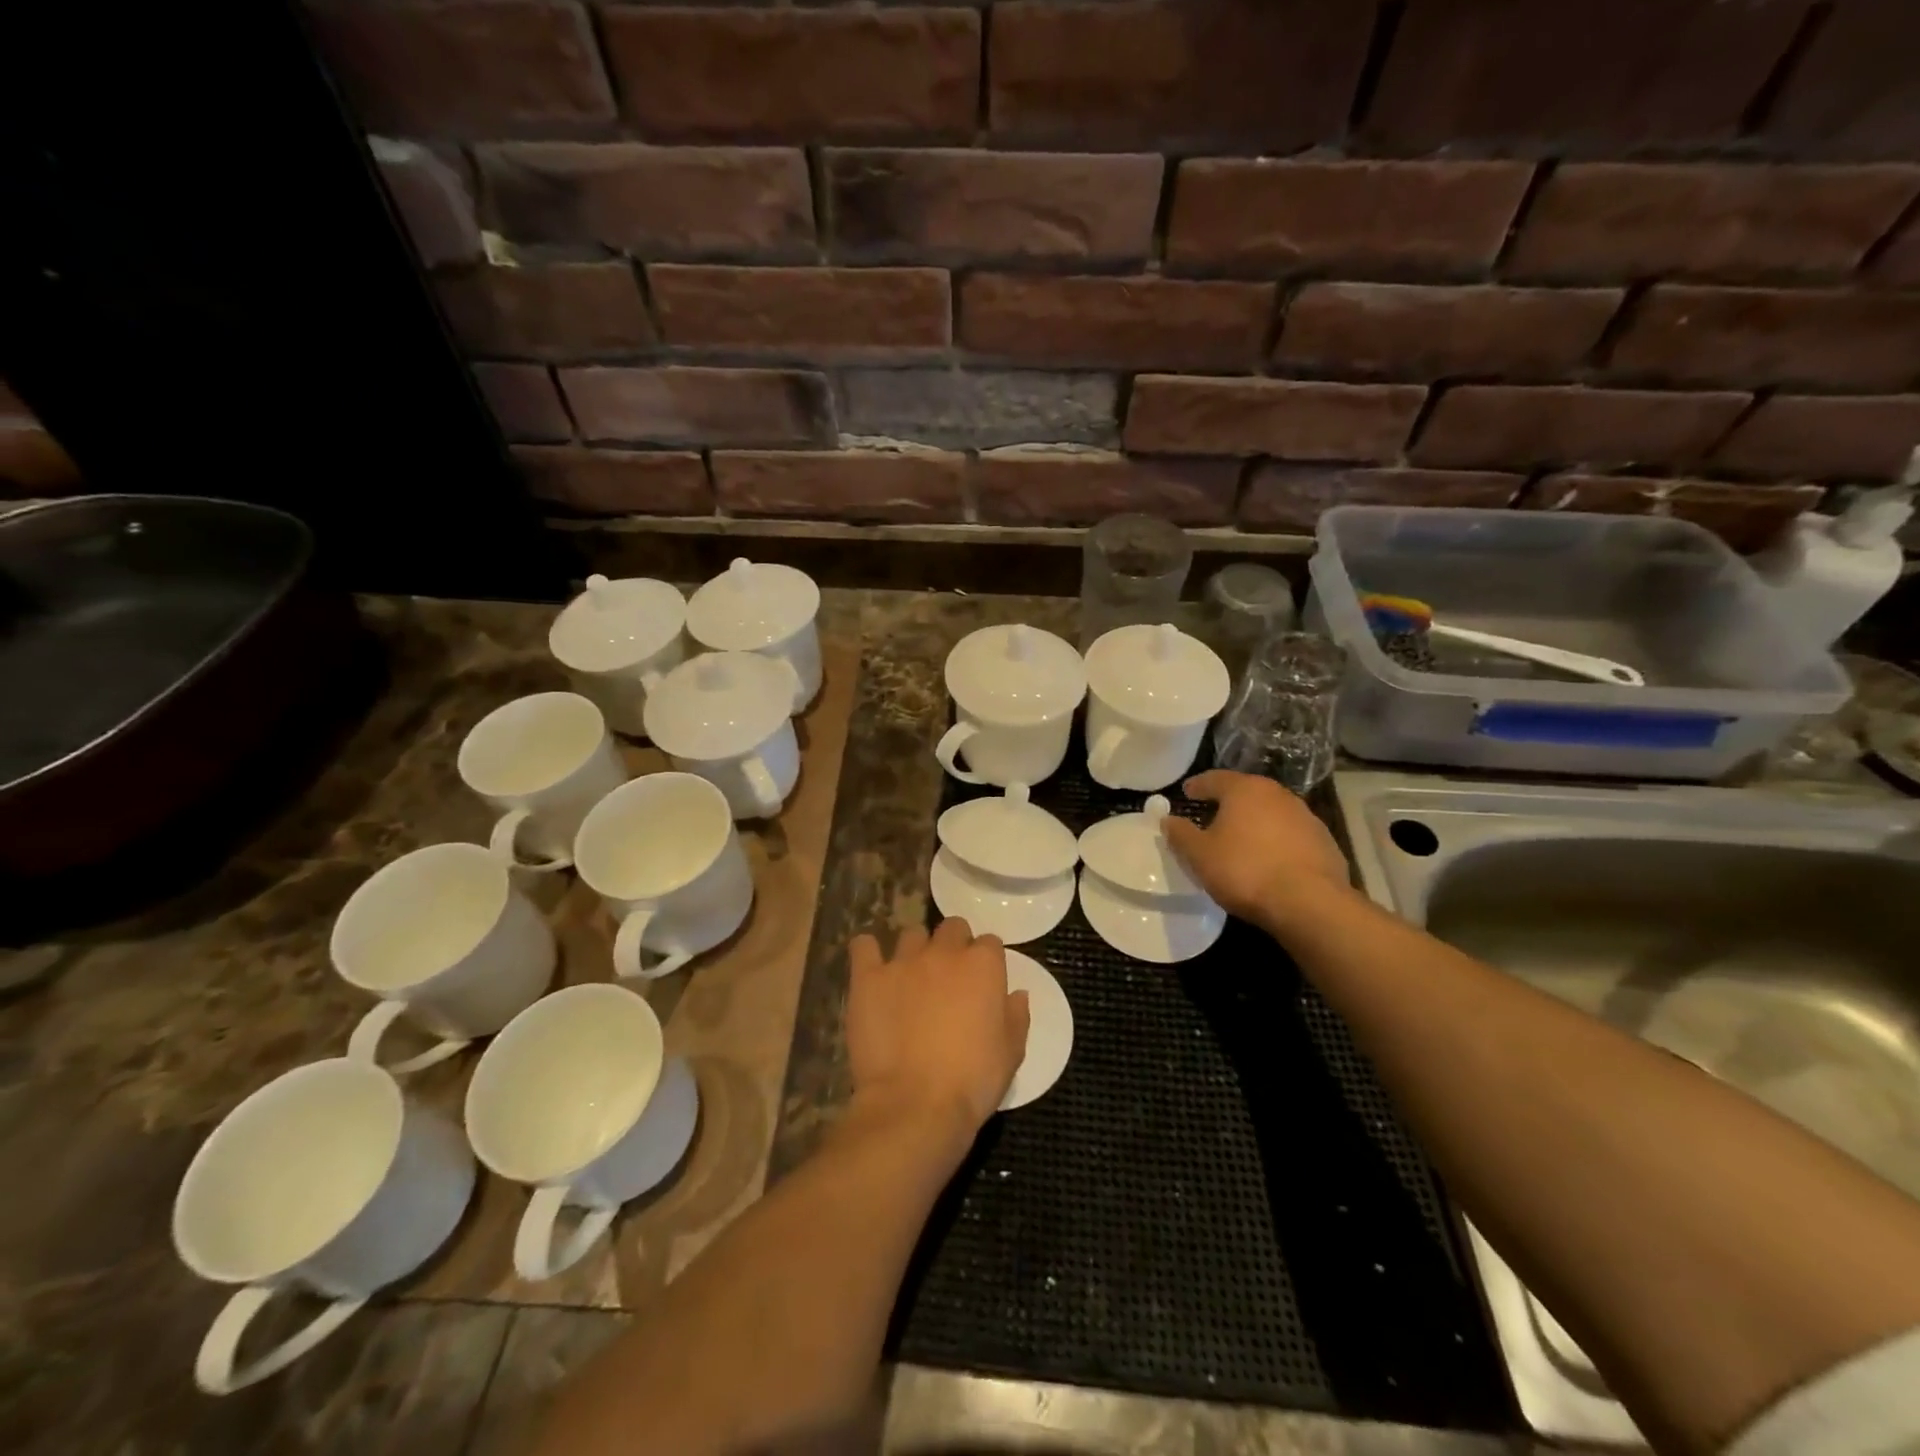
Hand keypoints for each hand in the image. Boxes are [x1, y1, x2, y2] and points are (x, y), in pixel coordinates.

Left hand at [845, 919, 1030, 1142]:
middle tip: (949, 977)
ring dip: (916, 949)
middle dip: (954, 944)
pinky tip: (871, 968)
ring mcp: (903, 962)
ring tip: (912, 977)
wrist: (915, 1104)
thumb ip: (1015, 1016)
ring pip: (912, 934)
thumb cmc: (972, 1081)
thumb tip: (1017, 994)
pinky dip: (868, 952)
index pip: (990, 943)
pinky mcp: (868, 978)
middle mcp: (943, 953)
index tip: (983, 984)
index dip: (987, 962)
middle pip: (952, 928)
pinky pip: (864, 947)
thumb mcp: (1011, 1054)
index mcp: (983, 966)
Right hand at [1163, 770, 1353, 933]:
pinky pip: (1291, 834)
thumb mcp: (1199, 855)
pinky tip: (1269, 859)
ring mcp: (1305, 816)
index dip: (1197, 786)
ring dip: (1255, 821)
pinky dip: (1276, 840)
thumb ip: (1180, 834)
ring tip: (1241, 839)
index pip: (1214, 778)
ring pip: (1271, 812)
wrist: (1310, 903)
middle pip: (1246, 792)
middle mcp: (1277, 794)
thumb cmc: (1245, 870)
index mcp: (1244, 789)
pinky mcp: (1324, 841)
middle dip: (1228, 801)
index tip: (1186, 792)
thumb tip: (1167, 819)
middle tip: (1212, 814)